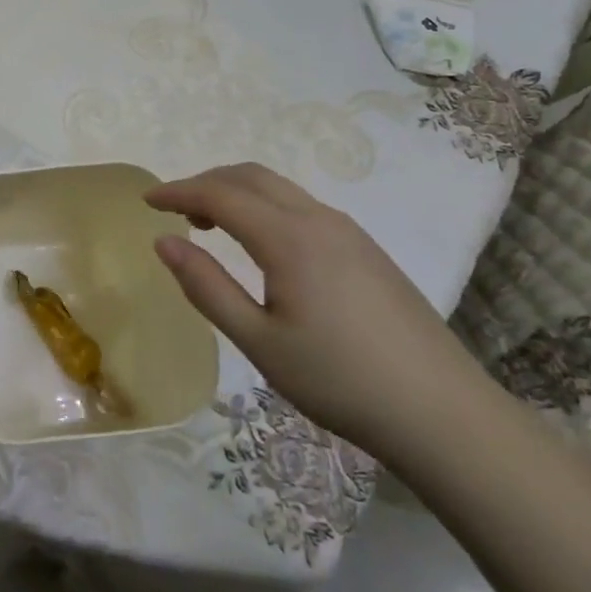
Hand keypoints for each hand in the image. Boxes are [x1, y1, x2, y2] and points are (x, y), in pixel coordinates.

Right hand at [147, 163, 488, 459]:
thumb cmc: (340, 381)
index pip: (219, 195)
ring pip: (279, 189)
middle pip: (250, 176)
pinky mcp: (366, 249)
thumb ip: (206, 286)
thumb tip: (163, 241)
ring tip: (211, 226)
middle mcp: (318, 219)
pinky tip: (262, 246)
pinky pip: (302, 207)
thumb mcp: (259, 342)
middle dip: (205, 183)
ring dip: (237, 193)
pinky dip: (265, 207)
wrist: (444, 414)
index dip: (178, 192)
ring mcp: (348, 231)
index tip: (146, 202)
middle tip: (175, 211)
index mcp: (288, 238)